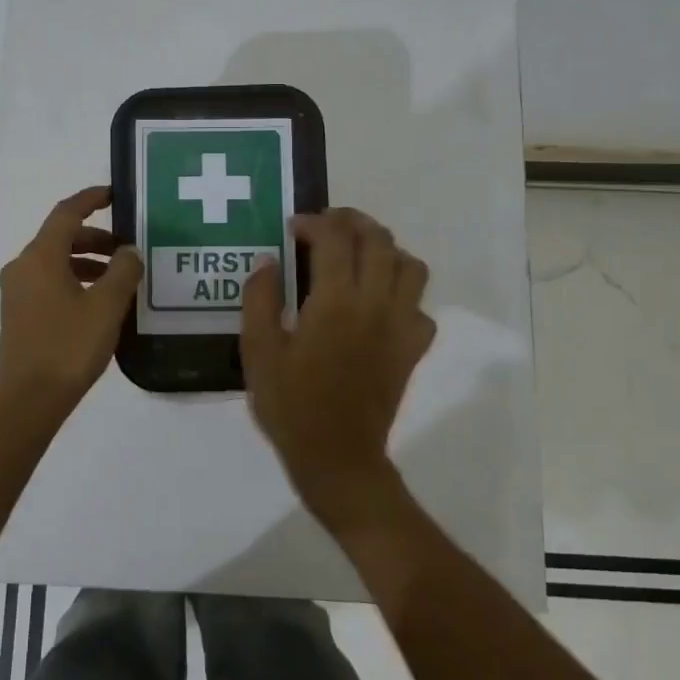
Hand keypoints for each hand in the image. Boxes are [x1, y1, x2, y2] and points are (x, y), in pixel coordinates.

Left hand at [0, 186, 143, 411]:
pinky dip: (75, 280)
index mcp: (40, 256)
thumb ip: (124, 271)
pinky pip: (49, 282)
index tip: (115, 194)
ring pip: (55, 262)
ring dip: (87, 262)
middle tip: (127, 250)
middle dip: (96, 238)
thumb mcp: (107, 306)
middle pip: (61, 238)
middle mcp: (23, 266)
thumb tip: (129, 251)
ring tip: (119, 279)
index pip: (66, 213)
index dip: (91, 199)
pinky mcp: (19, 313)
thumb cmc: (69, 346)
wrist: (28, 400)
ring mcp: (17, 291)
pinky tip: (98, 303)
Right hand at [240, 208, 435, 529]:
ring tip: (357, 258)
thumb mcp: (258, 352)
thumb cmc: (291, 405)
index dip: (314, 222)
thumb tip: (268, 261)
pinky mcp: (413, 349)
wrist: (337, 457)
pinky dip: (403, 295)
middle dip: (352, 222)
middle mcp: (376, 304)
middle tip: (326, 228)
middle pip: (379, 240)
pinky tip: (378, 306)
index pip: (335, 238)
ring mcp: (401, 326)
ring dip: (385, 251)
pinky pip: (421, 307)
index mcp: (335, 302)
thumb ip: (260, 300)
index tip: (294, 229)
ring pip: (411, 267)